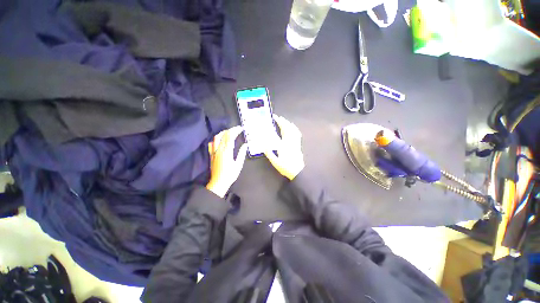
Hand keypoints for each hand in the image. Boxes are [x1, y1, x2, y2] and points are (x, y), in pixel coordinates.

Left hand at [206, 126, 247, 197]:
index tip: (240, 128)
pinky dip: (216, 139)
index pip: (230, 137)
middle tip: (237, 129)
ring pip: (216, 137)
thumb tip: (245, 145)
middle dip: (230, 130)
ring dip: (223, 132)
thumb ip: (241, 153)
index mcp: (227, 151)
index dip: (235, 131)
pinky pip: (211, 144)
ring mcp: (214, 151)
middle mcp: (219, 149)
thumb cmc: (230, 174)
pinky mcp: (211, 154)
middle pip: (223, 135)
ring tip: (229, 132)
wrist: (218, 182)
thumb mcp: (238, 165)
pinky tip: (219, 139)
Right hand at [264, 115, 304, 179]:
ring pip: (293, 130)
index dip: (279, 123)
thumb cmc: (285, 167)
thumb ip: (269, 153)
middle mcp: (291, 141)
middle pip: (288, 128)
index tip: (275, 118)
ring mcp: (295, 143)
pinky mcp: (298, 145)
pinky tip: (293, 128)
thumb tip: (264, 144)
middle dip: (283, 121)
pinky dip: (295, 129)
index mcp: (284, 144)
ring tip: (284, 120)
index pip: (282, 130)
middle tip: (278, 117)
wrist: (297, 171)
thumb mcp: (275, 162)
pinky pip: (297, 134)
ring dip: (289, 124)